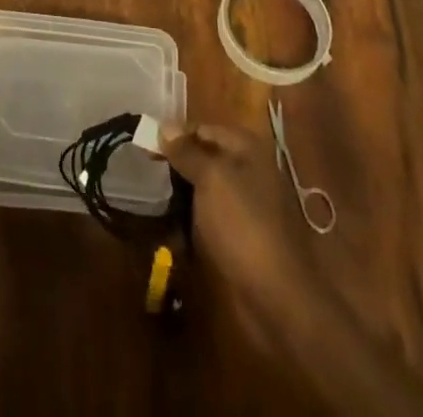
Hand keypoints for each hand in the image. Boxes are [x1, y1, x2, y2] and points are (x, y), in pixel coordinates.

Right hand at [160, 121, 321, 337]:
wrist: (276, 296)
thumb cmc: (242, 225)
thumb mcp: (210, 179)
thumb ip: (186, 151)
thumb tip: (164, 125)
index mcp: (247, 148)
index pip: (203, 128)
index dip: (175, 134)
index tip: (145, 144)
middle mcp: (249, 169)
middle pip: (205, 156)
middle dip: (177, 162)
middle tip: (147, 169)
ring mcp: (247, 203)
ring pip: (205, 186)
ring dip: (182, 190)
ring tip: (155, 195)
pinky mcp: (241, 233)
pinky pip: (210, 214)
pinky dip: (192, 215)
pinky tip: (172, 222)